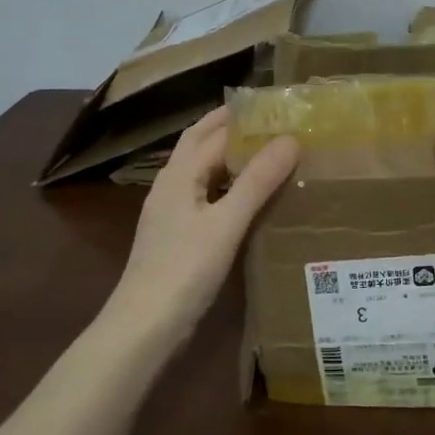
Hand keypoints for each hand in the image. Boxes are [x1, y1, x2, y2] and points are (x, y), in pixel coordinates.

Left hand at [109, 107, 297, 345]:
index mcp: (179, 174)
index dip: (244, 117)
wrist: (144, 327)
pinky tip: (246, 195)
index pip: (214, 132)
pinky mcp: (176, 233)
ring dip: (227, 153)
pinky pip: (203, 193)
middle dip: (229, 125)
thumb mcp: (227, 223)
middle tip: (270, 118)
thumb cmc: (185, 270)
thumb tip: (290, 139)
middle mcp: (171, 184)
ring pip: (201, 168)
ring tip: (264, 150)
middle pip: (200, 142)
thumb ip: (257, 181)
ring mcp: (170, 210)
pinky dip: (225, 182)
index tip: (279, 108)